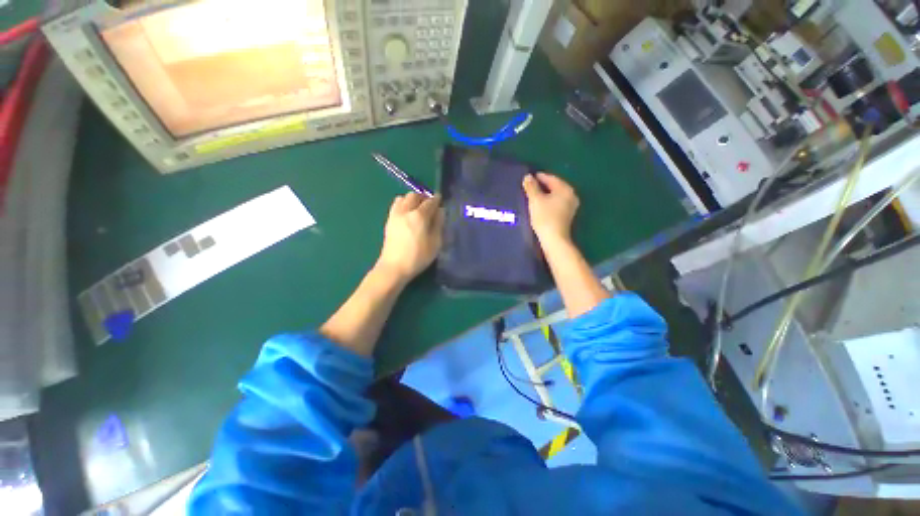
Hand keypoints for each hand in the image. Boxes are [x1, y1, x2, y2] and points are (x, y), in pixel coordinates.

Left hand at [375, 193, 443, 282]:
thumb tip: (440, 211)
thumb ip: (438, 224)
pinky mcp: (388, 220)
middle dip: (424, 197)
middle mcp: (406, 211)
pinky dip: (403, 204)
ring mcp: (395, 215)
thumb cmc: (418, 257)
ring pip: (403, 198)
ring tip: (418, 209)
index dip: (437, 199)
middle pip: (414, 195)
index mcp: (419, 216)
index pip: (430, 202)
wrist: (394, 267)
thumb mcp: (435, 243)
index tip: (441, 200)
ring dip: (412, 199)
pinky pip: (396, 205)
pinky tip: (408, 214)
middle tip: (430, 205)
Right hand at [522, 173, 579, 246]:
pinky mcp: (567, 215)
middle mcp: (571, 195)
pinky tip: (542, 205)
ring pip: (556, 195)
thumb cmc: (545, 217)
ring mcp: (571, 206)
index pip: (551, 178)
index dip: (540, 177)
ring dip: (546, 194)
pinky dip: (549, 201)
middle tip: (531, 185)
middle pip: (555, 186)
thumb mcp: (535, 200)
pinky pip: (557, 203)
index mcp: (565, 189)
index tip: (529, 177)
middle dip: (543, 185)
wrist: (554, 239)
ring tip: (534, 195)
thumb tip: (528, 177)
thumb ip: (531, 187)